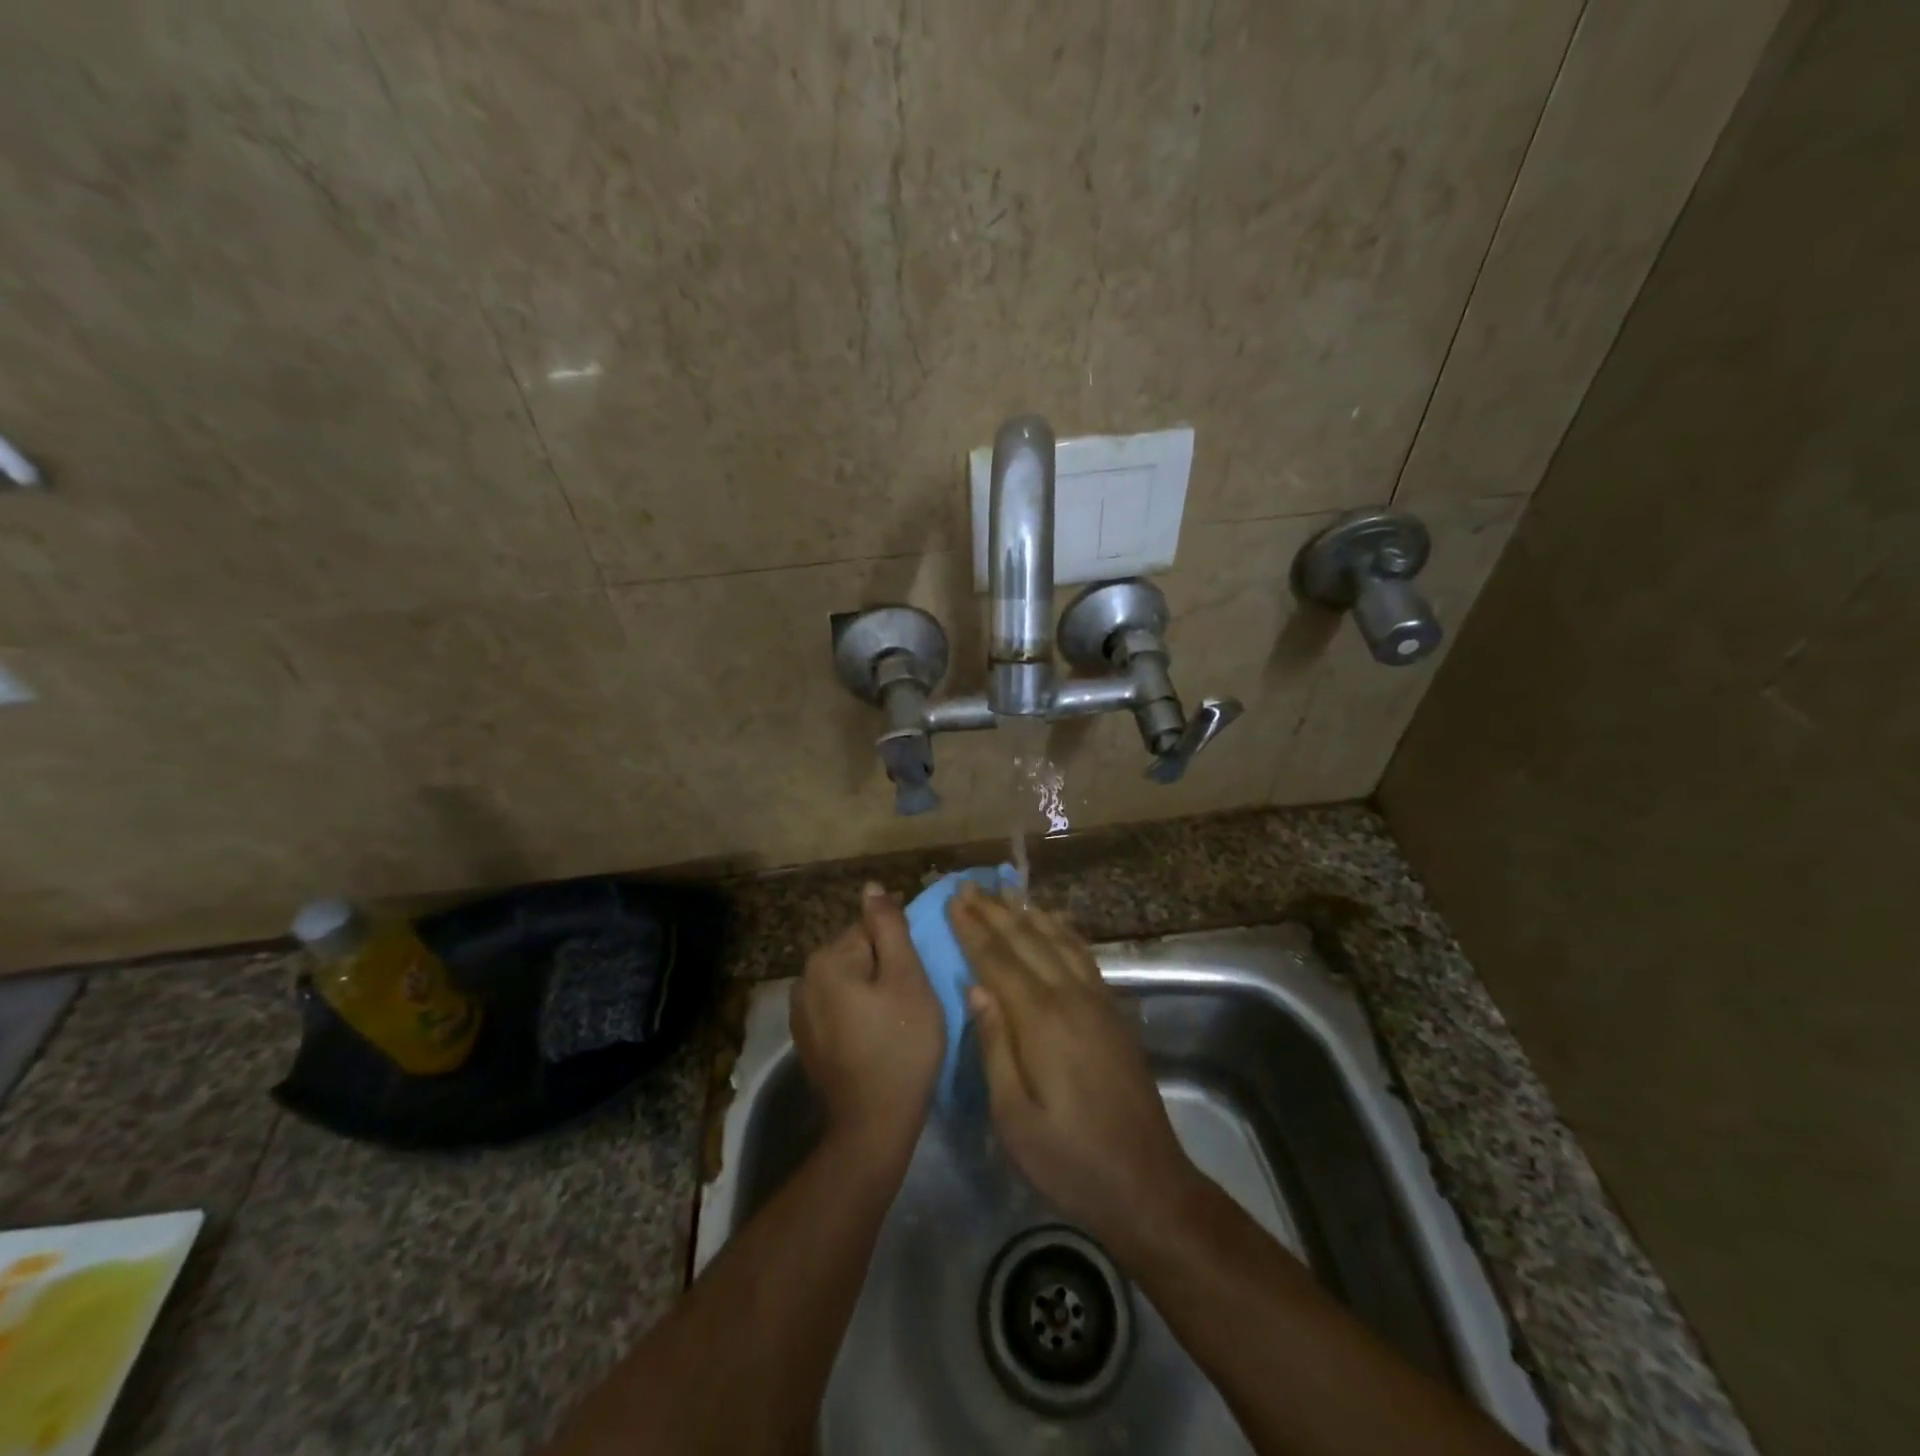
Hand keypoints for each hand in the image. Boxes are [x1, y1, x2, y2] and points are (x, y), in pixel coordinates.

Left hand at [792, 883, 943, 1161]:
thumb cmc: (900, 1044)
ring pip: (848, 980)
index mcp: (827, 958)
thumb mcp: (907, 978)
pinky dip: (858, 1010)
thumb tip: (872, 887)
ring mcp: (801, 1011)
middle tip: (912, 997)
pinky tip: (876, 1034)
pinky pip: (838, 1006)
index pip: (870, 928)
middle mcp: (804, 978)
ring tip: (897, 1016)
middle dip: (884, 966)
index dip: (900, 946)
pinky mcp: (806, 1038)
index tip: (918, 972)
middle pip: (857, 952)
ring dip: (871, 988)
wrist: (873, 1123)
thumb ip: (889, 927)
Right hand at [948, 884, 1201, 1256]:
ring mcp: (1098, 1001)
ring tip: (1004, 891)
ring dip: (1028, 913)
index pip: (998, 961)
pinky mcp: (1114, 1012)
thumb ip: (994, 1046)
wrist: (1147, 1183)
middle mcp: (1071, 997)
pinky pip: (1083, 955)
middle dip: (994, 912)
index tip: (952, 901)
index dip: (972, 930)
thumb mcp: (1014, 1117)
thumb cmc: (1069, 1160)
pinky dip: (1063, 931)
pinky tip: (1054, 922)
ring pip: (1057, 941)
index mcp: (1041, 1020)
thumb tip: (974, 988)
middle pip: (1027, 941)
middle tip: (968, 885)